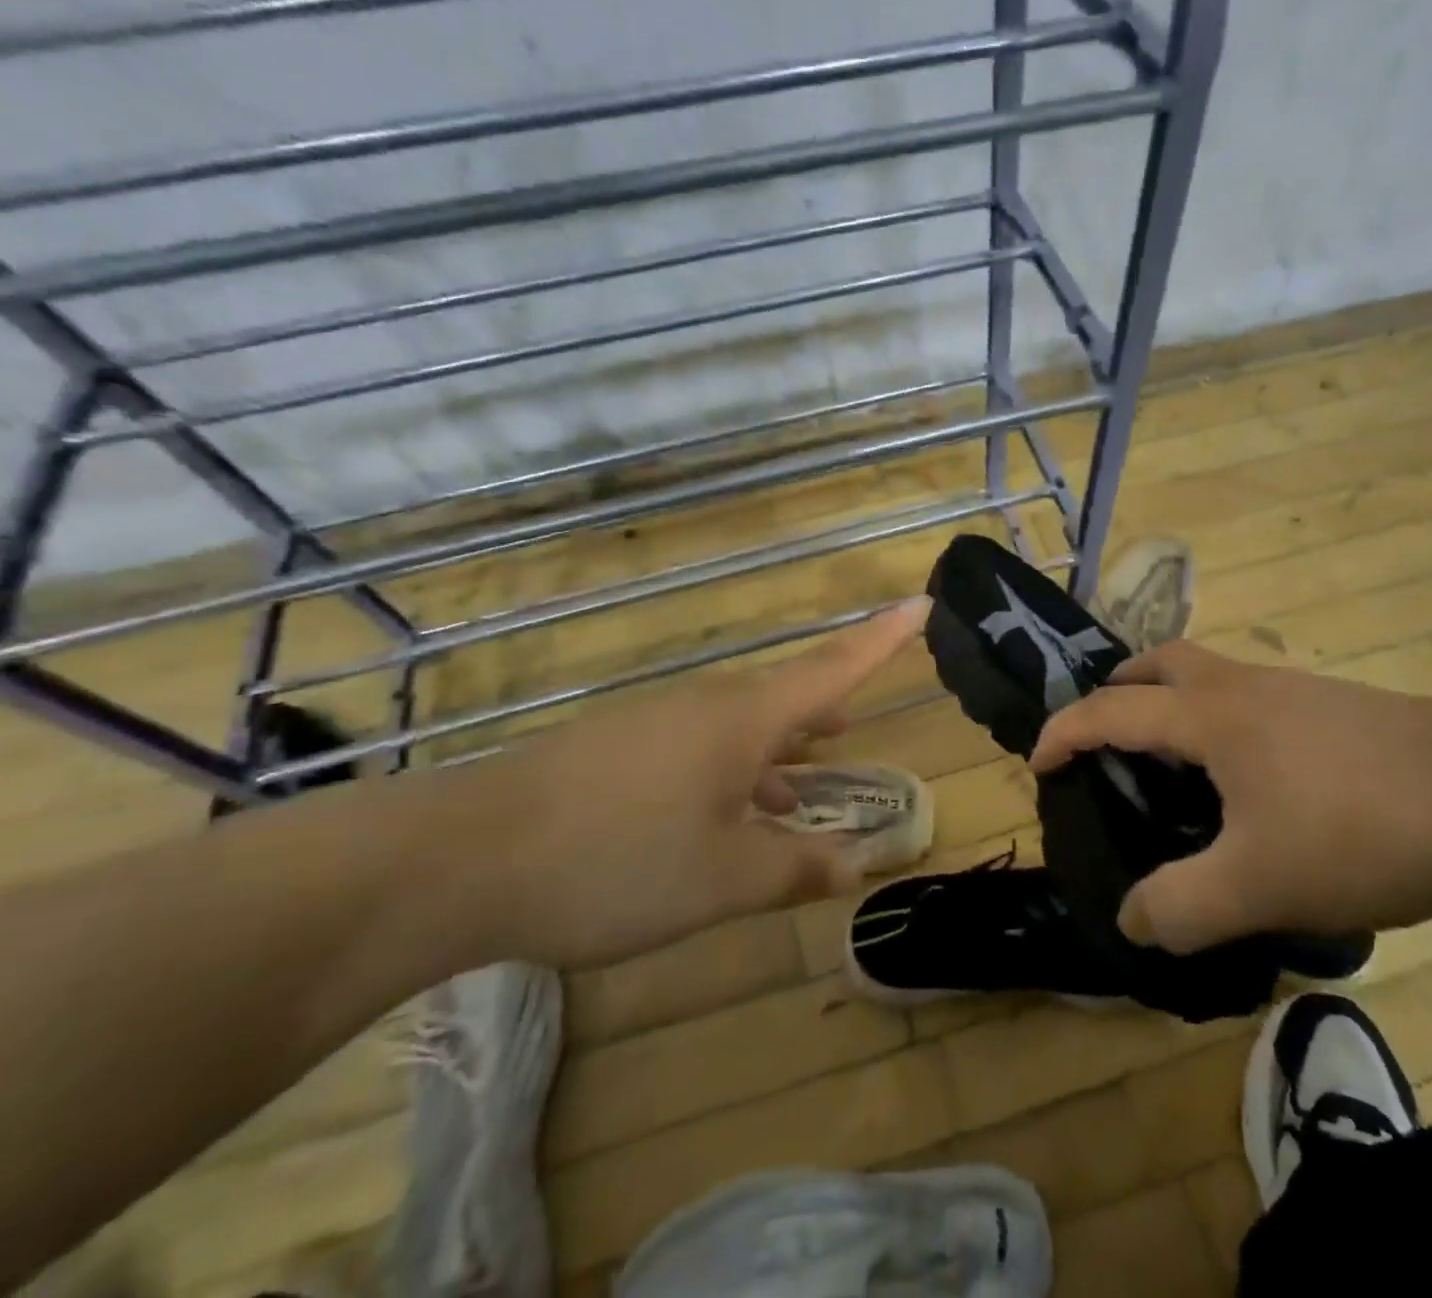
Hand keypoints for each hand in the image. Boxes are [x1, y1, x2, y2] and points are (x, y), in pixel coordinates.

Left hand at [470, 597, 929, 967]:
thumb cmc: (615, 860)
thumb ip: (796, 869)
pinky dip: (732, 772)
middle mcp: (706, 707)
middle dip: (826, 709)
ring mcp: (656, 724)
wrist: (462, 858)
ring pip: (740, 726)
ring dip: (778, 751)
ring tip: (803, 786)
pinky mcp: (618, 749)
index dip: (882, 638)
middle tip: (854, 724)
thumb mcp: (722, 879)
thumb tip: (857, 865)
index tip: (919, 603)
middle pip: (786, 696)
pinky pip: (699, 747)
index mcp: (744, 719)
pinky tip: (725, 817)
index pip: (834, 667)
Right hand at [1030, 640, 1431, 954]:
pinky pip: (1245, 698)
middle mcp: (1240, 687)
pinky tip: (1247, 778)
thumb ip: (1183, 906)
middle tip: (1106, 739)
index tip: (1038, 762)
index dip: (1064, 732)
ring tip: (1172, 763)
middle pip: (1159, 663)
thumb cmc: (1361, 825)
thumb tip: (1132, 920)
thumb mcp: (1262, 883)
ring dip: (1170, 702)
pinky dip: (1217, 719)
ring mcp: (1288, 690)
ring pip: (1206, 675)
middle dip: (1118, 692)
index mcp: (1207, 716)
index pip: (1110, 710)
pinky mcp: (1327, 706)